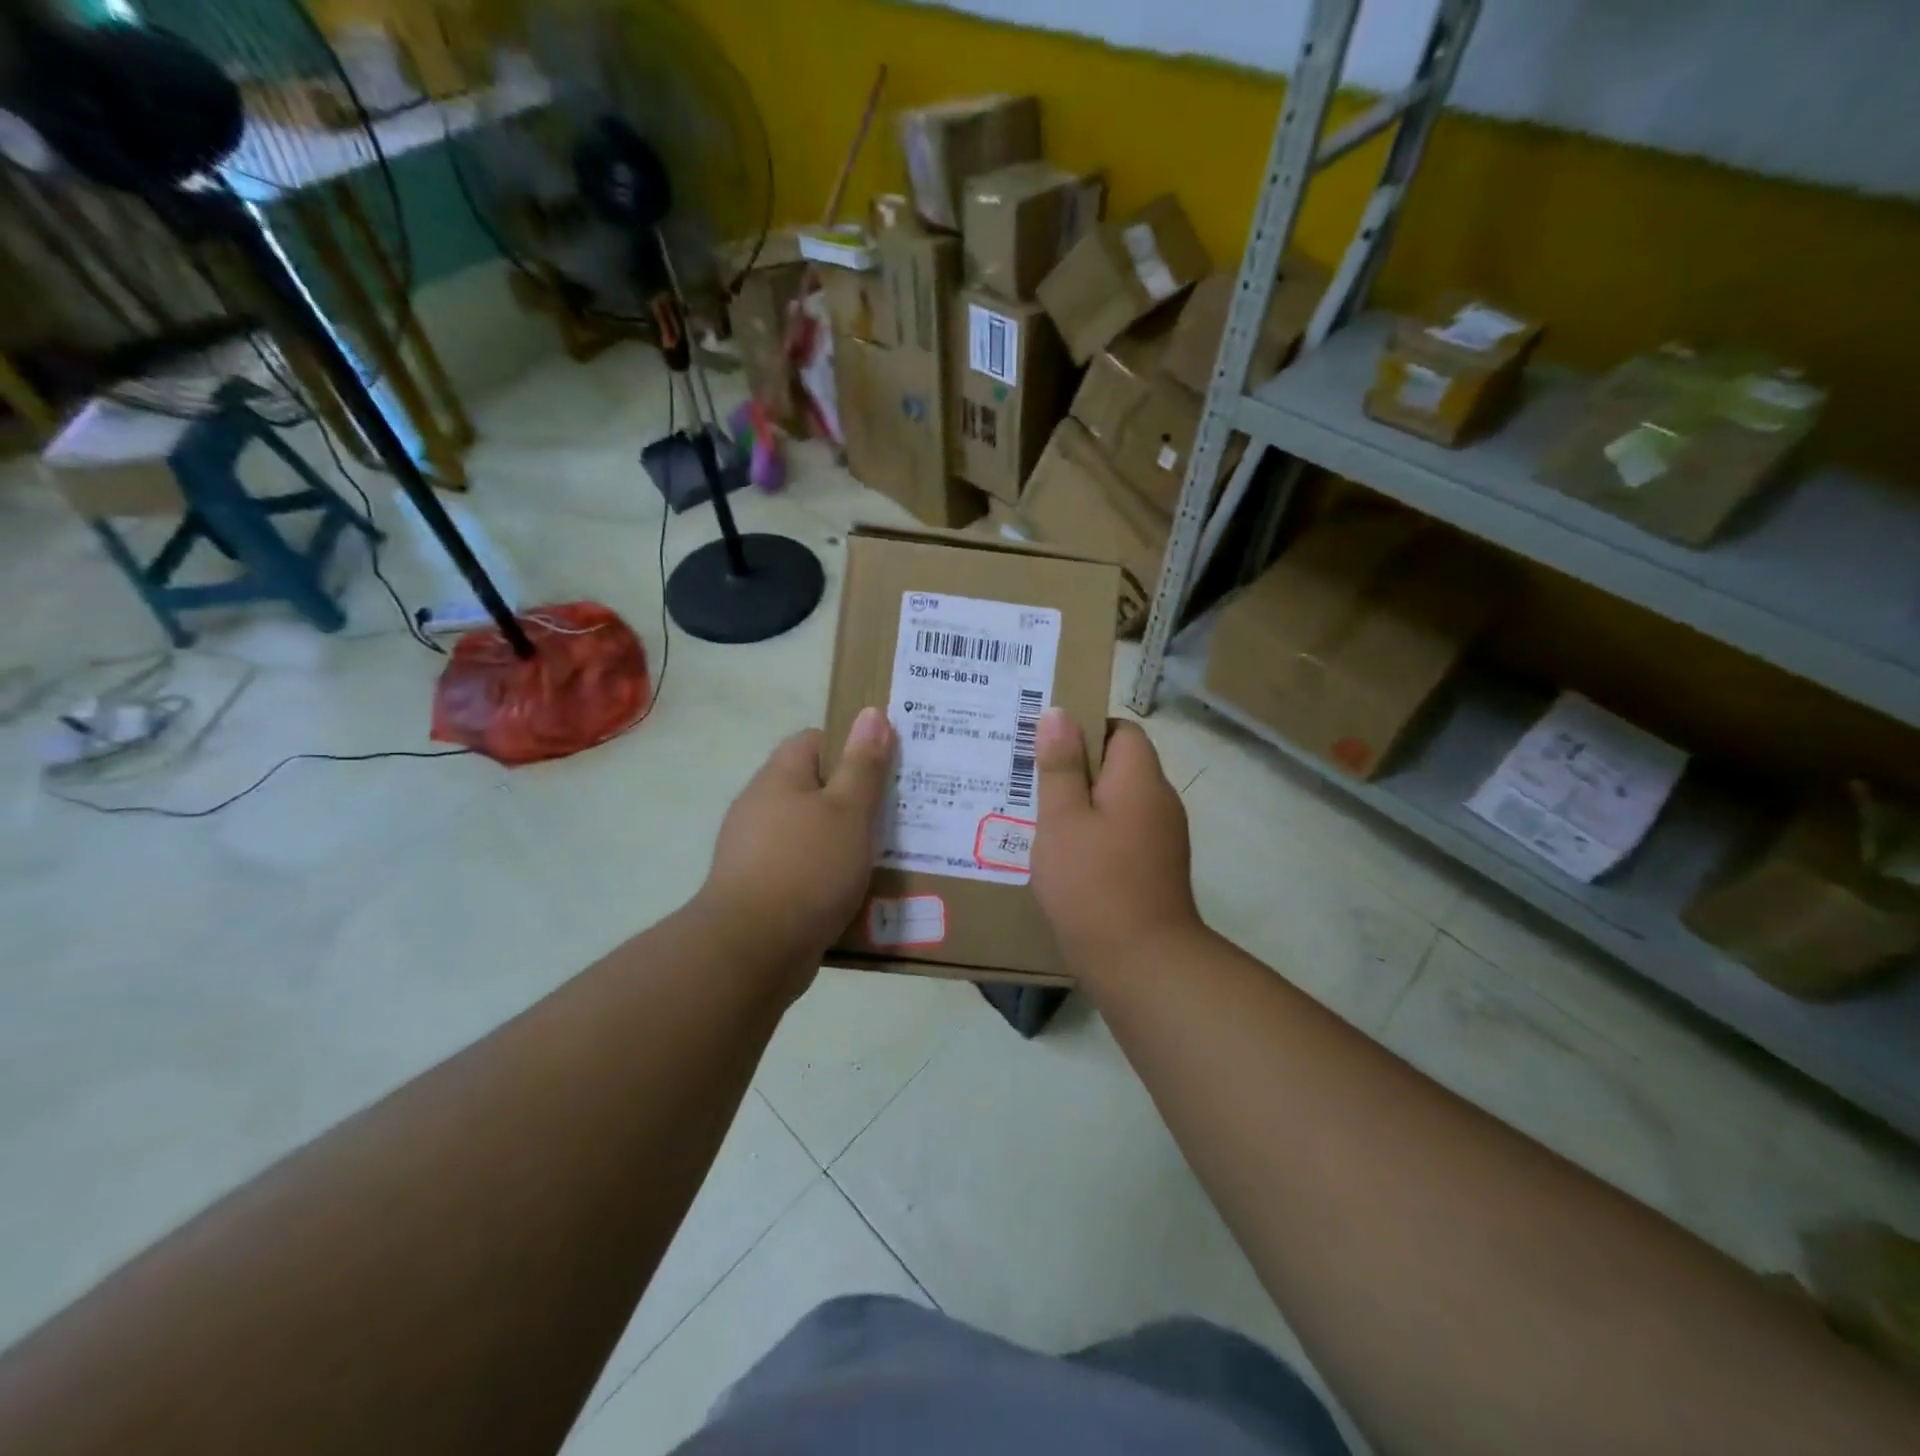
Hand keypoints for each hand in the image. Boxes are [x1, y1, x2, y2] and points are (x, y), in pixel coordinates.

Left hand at [698, 708, 894, 974]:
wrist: (752, 951)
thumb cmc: (807, 868)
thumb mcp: (848, 811)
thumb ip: (863, 764)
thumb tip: (871, 713)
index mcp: (779, 778)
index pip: (815, 741)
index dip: (852, 747)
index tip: (887, 766)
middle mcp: (761, 808)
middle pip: (815, 788)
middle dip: (855, 798)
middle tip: (899, 810)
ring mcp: (757, 851)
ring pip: (812, 832)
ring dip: (845, 840)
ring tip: (889, 852)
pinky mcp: (762, 890)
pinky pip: (805, 869)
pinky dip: (830, 875)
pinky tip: (858, 890)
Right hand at [1031, 710, 1202, 979]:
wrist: (1142, 964)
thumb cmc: (1093, 883)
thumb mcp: (1062, 819)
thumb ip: (1060, 765)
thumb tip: (1059, 712)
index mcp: (1140, 779)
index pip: (1121, 730)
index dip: (1084, 729)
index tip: (1045, 745)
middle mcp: (1159, 801)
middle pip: (1118, 766)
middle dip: (1075, 769)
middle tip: (1028, 780)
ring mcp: (1162, 838)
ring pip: (1117, 803)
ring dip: (1082, 806)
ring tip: (1036, 817)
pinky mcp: (1155, 869)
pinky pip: (1121, 834)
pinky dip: (1094, 835)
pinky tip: (1062, 856)